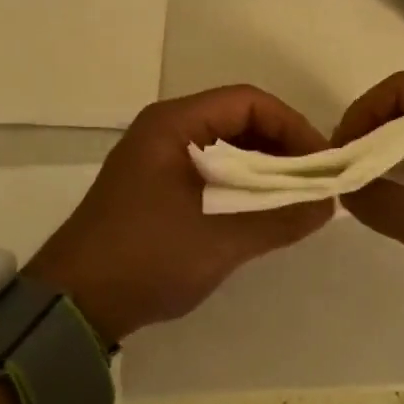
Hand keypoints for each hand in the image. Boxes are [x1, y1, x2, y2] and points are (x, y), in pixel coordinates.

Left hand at [25, 86, 334, 341]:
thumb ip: (278, 219)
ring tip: (297, 196)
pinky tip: (262, 210)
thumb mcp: (220, 240)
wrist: (74, 302)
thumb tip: (329, 205)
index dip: (291, 125)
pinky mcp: (156, 186)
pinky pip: (209, 169)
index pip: (246, 102)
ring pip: (224, 146)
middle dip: (280, 145)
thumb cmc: (146, 258)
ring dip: (262, 167)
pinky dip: (240, 183)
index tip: (321, 161)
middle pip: (236, 119)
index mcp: (173, 124)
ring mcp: (157, 158)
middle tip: (315, 181)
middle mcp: (165, 130)